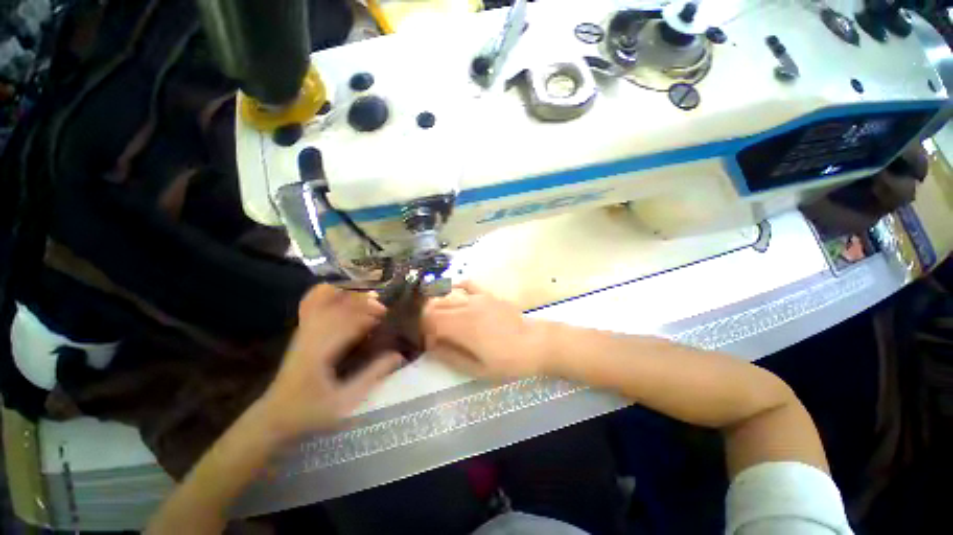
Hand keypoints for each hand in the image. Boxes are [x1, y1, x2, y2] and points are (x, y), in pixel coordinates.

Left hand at [259, 285, 402, 438]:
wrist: (274, 418)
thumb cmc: (311, 412)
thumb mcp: (345, 401)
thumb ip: (372, 376)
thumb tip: (398, 355)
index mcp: (319, 352)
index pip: (345, 321)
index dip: (366, 314)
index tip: (384, 315)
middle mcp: (309, 336)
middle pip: (335, 306)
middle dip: (361, 302)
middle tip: (381, 307)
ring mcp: (302, 332)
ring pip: (322, 301)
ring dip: (347, 297)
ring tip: (366, 299)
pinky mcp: (300, 333)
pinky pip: (310, 304)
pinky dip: (327, 295)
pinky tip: (342, 295)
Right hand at [421, 282, 549, 378]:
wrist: (535, 343)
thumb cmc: (508, 361)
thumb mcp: (477, 368)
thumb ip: (450, 356)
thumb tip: (431, 346)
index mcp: (462, 326)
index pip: (429, 319)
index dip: (423, 331)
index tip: (430, 344)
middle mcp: (466, 307)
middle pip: (434, 305)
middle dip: (427, 318)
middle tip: (433, 334)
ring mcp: (477, 297)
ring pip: (447, 295)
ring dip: (438, 305)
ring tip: (441, 319)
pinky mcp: (487, 294)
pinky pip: (466, 284)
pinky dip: (455, 288)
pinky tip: (453, 295)